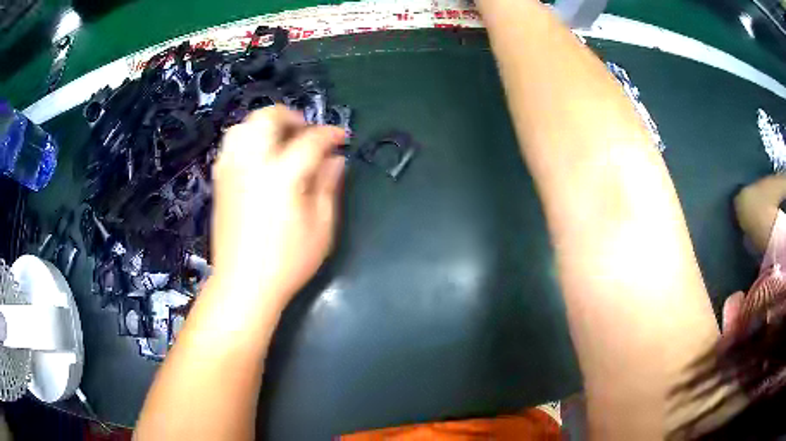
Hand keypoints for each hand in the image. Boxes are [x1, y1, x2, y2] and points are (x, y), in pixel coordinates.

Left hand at [210, 106, 346, 308]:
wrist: (243, 284)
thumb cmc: (287, 261)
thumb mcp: (321, 227)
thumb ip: (328, 186)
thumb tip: (336, 159)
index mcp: (282, 176)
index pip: (310, 140)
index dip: (330, 134)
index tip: (342, 138)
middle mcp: (252, 164)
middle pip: (268, 117)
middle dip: (292, 116)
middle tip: (307, 133)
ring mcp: (231, 170)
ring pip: (244, 126)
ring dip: (266, 125)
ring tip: (281, 140)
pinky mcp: (220, 181)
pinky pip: (231, 145)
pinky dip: (248, 139)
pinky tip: (259, 158)